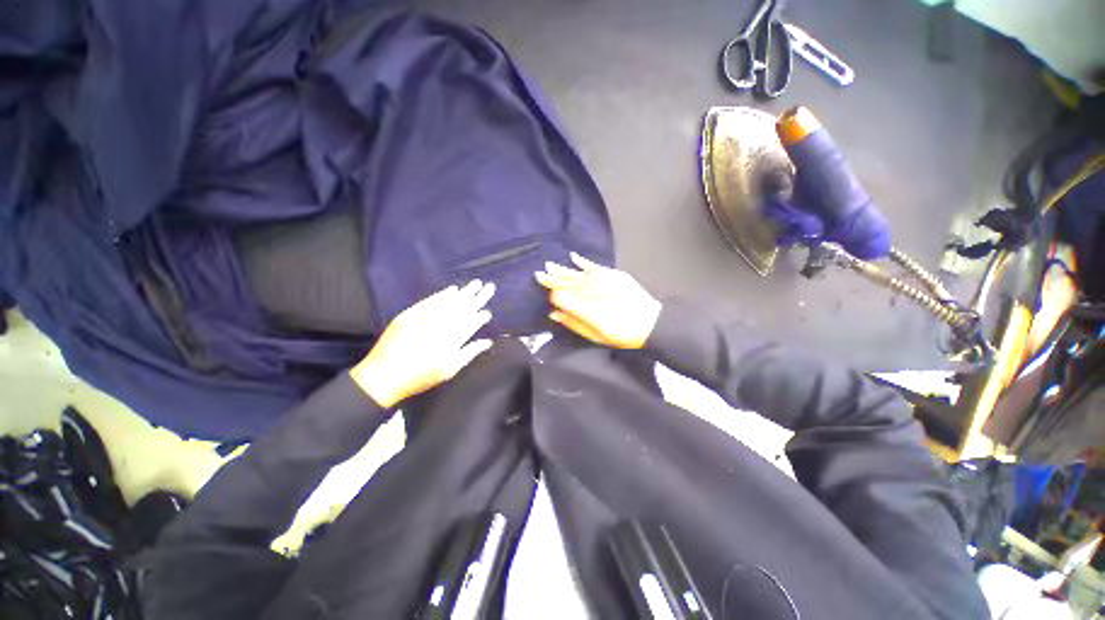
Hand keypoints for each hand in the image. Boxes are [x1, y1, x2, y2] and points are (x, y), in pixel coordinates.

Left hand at [351, 280, 495, 407]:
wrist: (384, 375)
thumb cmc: (421, 376)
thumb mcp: (449, 370)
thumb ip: (469, 353)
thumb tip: (488, 341)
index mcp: (453, 339)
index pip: (472, 322)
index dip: (481, 316)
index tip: (488, 313)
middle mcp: (441, 324)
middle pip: (464, 307)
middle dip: (478, 297)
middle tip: (489, 286)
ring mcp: (425, 317)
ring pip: (449, 301)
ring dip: (464, 292)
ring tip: (476, 283)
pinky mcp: (411, 313)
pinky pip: (430, 300)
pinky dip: (442, 294)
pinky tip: (452, 289)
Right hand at [535, 253, 661, 349]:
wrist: (651, 323)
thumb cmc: (621, 333)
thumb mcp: (595, 335)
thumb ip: (573, 322)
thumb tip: (554, 313)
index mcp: (585, 306)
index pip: (562, 295)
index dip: (552, 291)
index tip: (542, 287)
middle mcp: (591, 289)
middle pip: (568, 282)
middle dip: (553, 277)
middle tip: (539, 272)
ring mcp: (602, 280)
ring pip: (577, 273)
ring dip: (563, 269)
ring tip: (549, 264)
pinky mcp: (613, 275)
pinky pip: (594, 266)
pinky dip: (583, 261)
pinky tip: (573, 256)